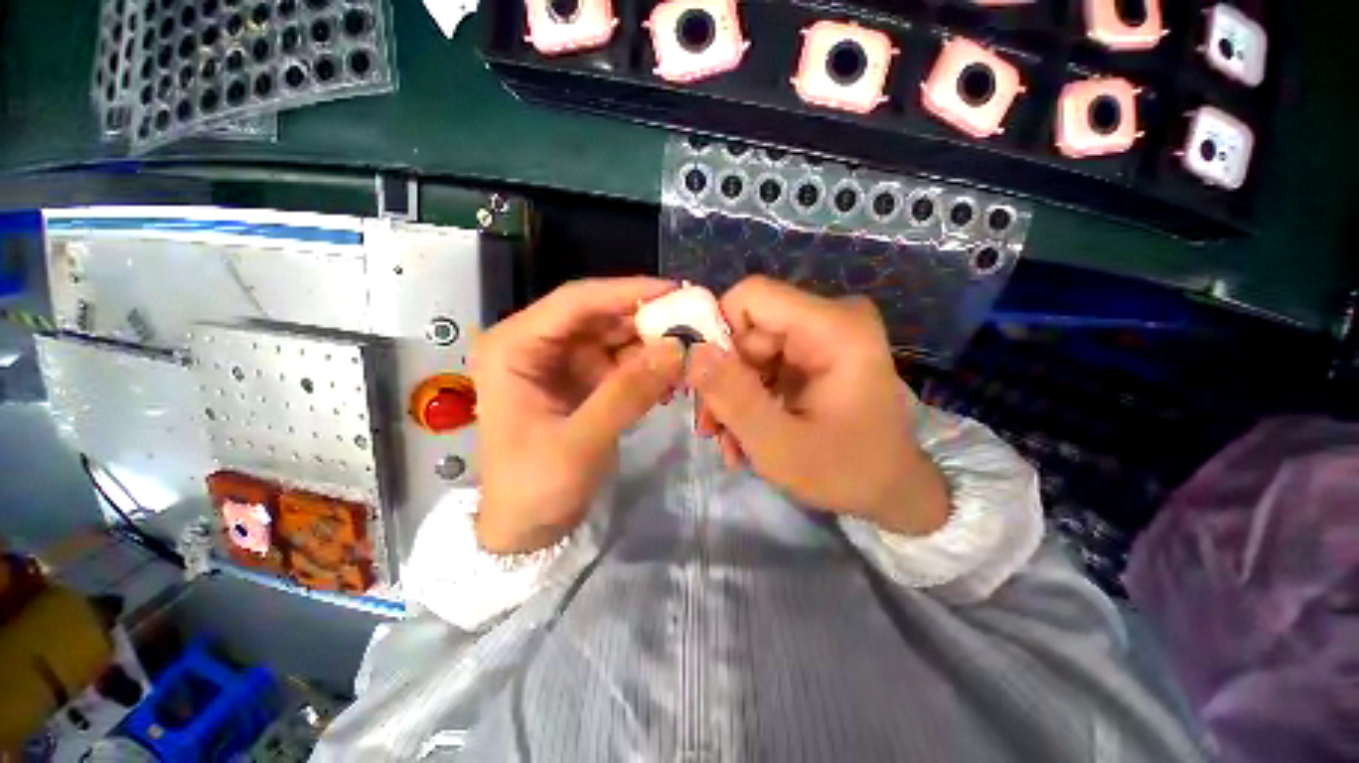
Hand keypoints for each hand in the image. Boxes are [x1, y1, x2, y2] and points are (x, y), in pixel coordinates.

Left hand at [471, 278, 685, 552]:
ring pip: (613, 337)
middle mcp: (535, 344)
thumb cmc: (536, 487)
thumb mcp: (581, 442)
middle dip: (645, 318)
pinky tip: (671, 376)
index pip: (575, 302)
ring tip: (690, 349)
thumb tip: (677, 349)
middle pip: (598, 316)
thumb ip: (628, 393)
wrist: (526, 528)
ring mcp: (560, 362)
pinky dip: (646, 366)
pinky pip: (620, 362)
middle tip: (693, 321)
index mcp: (513, 347)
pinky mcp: (580, 380)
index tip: (674, 291)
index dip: (626, 291)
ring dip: (651, 343)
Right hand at [687, 277, 948, 535]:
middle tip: (712, 427)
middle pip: (748, 328)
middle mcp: (831, 318)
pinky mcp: (816, 354)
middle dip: (723, 378)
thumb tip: (692, 352)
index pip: (751, 296)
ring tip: (729, 441)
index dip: (716, 331)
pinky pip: (765, 363)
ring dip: (733, 395)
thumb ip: (733, 398)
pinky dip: (750, 397)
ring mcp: (824, 336)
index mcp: (834, 328)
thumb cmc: (847, 474)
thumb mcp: (779, 445)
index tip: (701, 382)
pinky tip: (745, 434)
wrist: (894, 492)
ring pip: (750, 349)